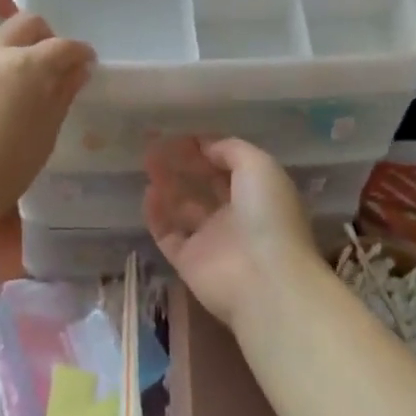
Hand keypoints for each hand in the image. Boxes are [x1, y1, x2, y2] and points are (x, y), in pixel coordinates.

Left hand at [0, 0, 94, 233]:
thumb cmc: (2, 172)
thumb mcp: (44, 138)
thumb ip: (61, 96)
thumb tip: (76, 70)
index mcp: (29, 68)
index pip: (65, 49)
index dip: (80, 53)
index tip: (84, 62)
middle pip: (27, 23)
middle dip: (46, 34)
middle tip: (48, 54)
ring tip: (2, 6)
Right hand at [143, 136, 323, 334]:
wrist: (263, 280)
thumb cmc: (267, 216)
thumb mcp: (259, 167)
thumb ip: (231, 150)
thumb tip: (205, 145)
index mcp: (258, 195)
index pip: (231, 168)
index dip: (209, 151)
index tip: (183, 135)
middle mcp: (236, 218)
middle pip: (205, 187)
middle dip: (184, 166)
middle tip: (158, 145)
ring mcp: (211, 241)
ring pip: (184, 209)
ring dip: (168, 186)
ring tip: (148, 163)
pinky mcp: (188, 262)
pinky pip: (168, 234)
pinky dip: (157, 215)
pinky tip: (148, 192)